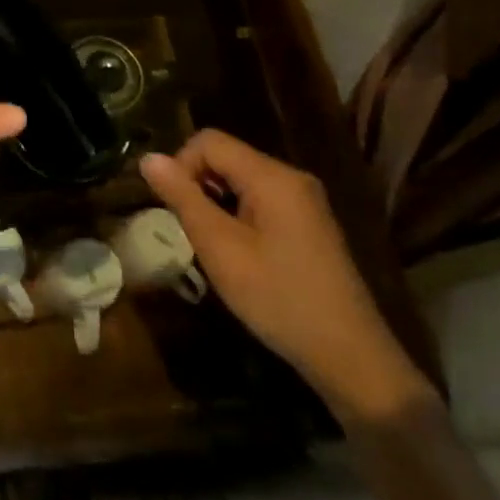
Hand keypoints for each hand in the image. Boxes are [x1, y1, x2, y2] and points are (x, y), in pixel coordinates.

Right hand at [140, 130, 433, 423]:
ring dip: (216, 203)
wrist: (351, 358)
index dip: (181, 165)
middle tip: (191, 233)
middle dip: (198, 185)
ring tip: (213, 247)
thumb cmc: (279, 299)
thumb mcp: (220, 249)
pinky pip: (260, 200)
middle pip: (227, 157)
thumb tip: (148, 158)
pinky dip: (238, 216)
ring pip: (241, 180)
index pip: (209, 141)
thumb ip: (183, 199)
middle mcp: (292, 177)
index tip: (175, 210)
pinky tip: (239, 255)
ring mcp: (305, 201)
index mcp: (273, 176)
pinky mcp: (310, 224)